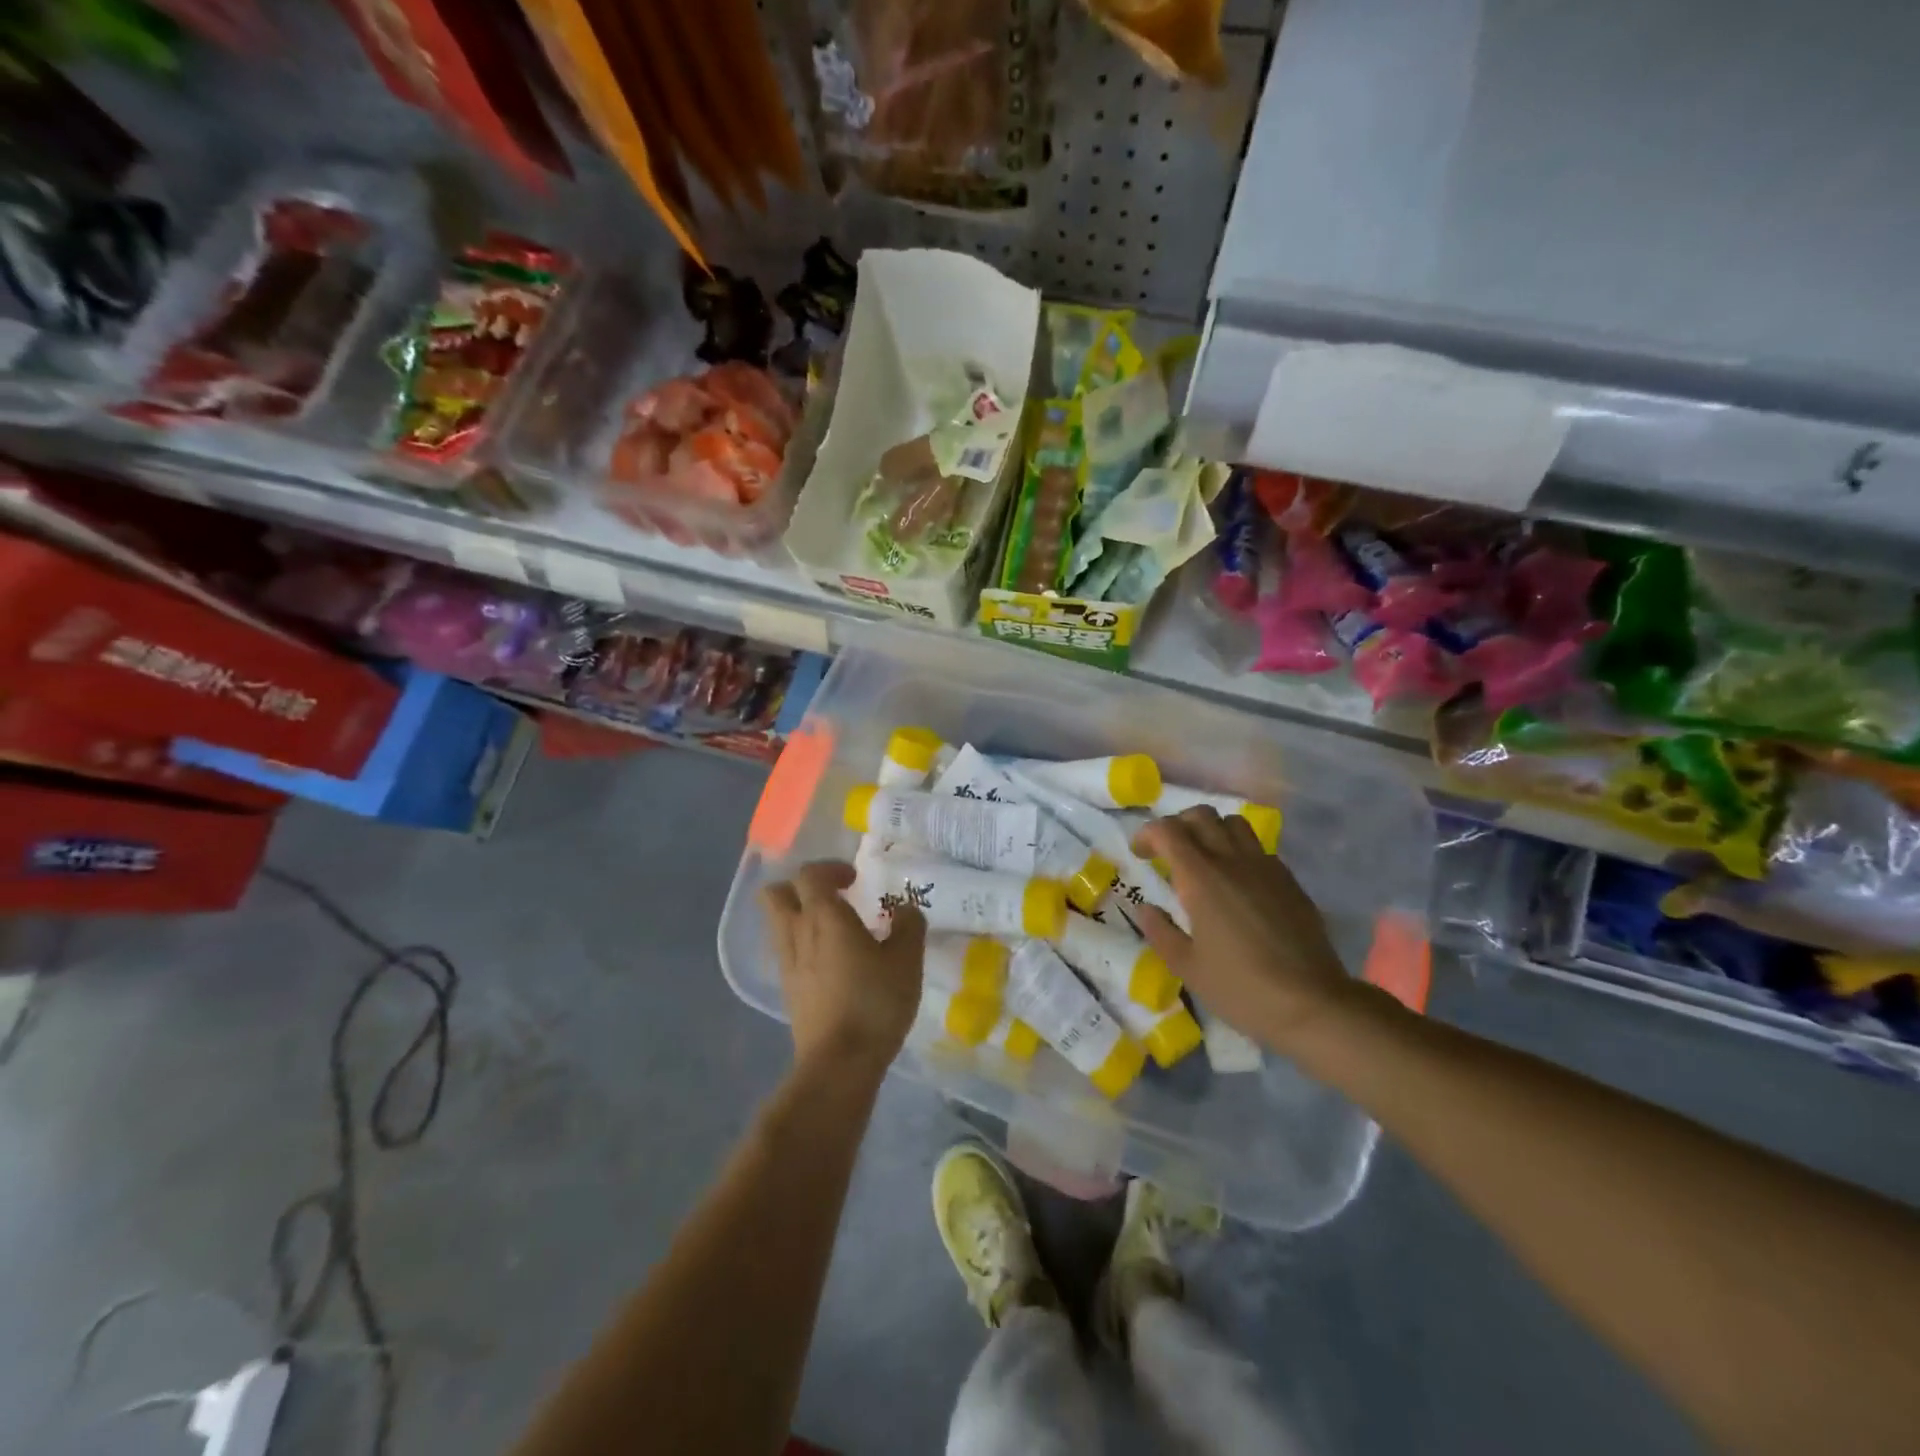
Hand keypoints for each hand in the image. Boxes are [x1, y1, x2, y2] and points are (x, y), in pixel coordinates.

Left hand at [761, 861, 924, 1079]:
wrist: (839, 1062)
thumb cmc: (875, 1002)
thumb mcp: (907, 960)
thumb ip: (908, 926)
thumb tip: (905, 909)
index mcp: (824, 916)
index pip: (810, 874)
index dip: (830, 868)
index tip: (855, 880)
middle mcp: (797, 933)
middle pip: (776, 893)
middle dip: (800, 887)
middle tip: (832, 896)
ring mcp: (788, 963)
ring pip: (778, 923)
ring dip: (800, 916)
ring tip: (835, 930)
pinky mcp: (788, 990)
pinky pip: (787, 952)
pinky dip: (803, 945)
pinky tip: (832, 963)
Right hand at [1132, 809, 1355, 1053]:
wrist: (1312, 1003)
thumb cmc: (1240, 988)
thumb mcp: (1186, 967)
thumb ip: (1160, 931)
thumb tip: (1147, 908)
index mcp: (1201, 878)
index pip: (1168, 830)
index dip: (1147, 834)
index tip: (1140, 855)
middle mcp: (1232, 861)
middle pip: (1201, 816)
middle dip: (1178, 825)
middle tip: (1168, 853)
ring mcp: (1265, 867)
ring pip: (1234, 824)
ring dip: (1211, 831)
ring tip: (1204, 860)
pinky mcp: (1289, 881)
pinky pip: (1258, 849)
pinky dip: (1239, 852)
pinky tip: (1238, 883)